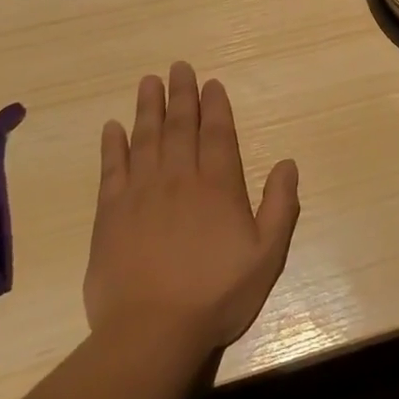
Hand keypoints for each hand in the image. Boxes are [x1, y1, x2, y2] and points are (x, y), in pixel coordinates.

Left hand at [84, 63, 300, 356]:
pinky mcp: (109, 214)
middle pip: (180, 127)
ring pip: (145, 139)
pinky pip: (111, 169)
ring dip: (148, 108)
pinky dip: (112, 146)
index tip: (211, 83)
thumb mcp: (267, 255)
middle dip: (182, 95)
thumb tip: (288, 163)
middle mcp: (179, 179)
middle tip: (178, 67)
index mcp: (218, 186)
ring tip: (149, 82)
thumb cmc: (217, 294)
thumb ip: (281, 206)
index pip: (217, 134)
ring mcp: (141, 194)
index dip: (215, 106)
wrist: (151, 332)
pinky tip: (112, 127)